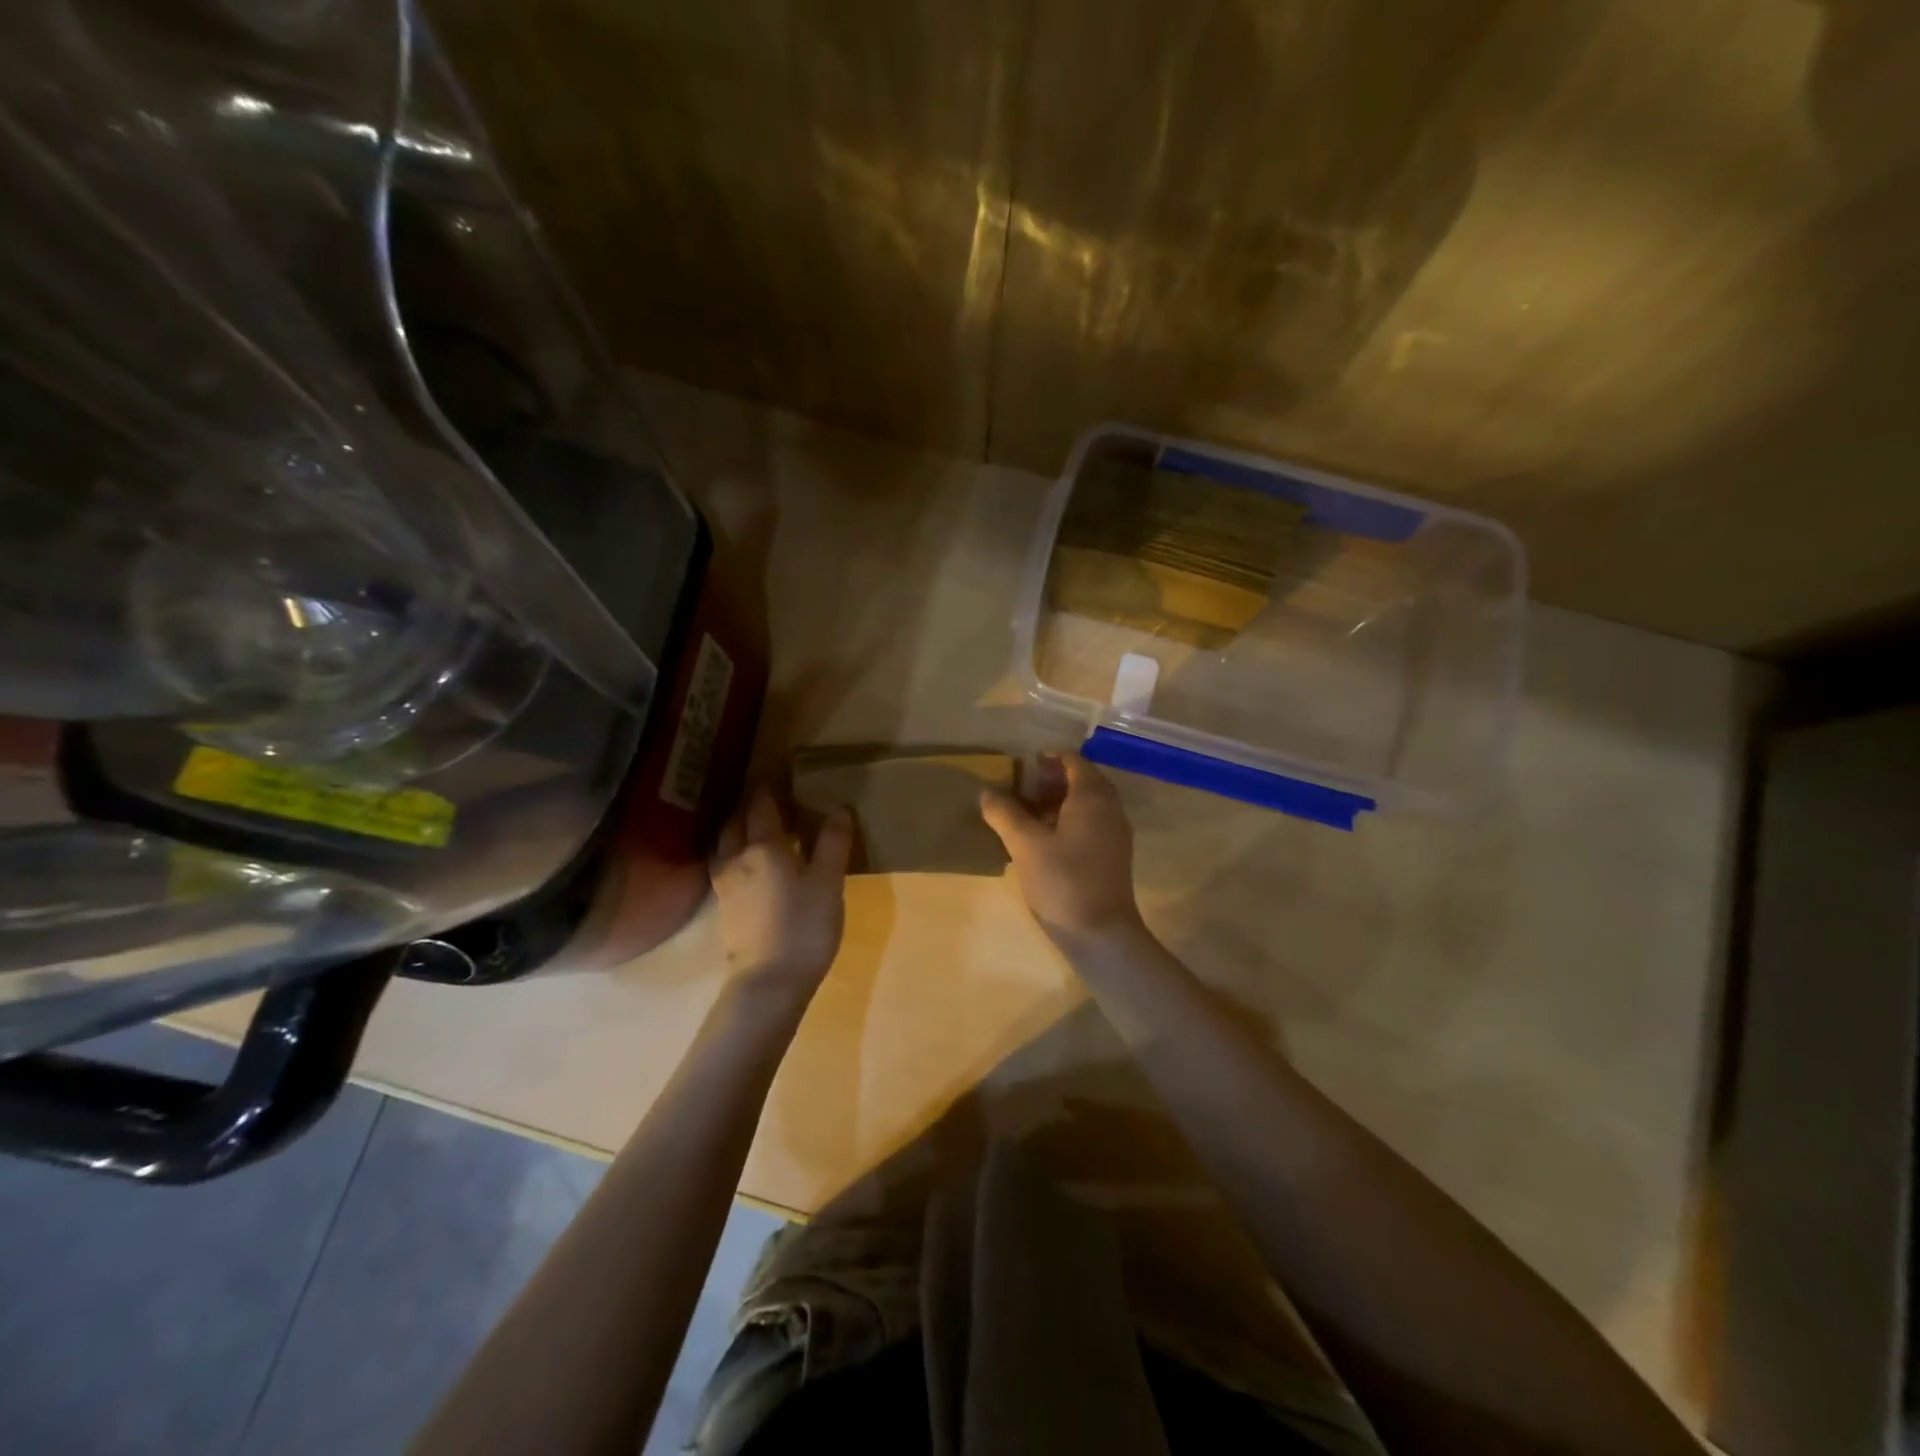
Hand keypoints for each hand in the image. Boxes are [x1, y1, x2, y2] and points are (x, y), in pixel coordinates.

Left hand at [710, 789, 853, 994]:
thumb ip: (833, 843)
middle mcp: (737, 858)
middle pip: (736, 821)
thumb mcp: (829, 882)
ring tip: (758, 828)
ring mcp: (725, 884)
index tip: (777, 773)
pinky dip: (735, 853)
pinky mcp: (724, 907)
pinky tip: (750, 864)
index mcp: (763, 846)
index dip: (768, 787)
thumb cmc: (804, 927)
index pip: (761, 805)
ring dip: (738, 829)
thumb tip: (839, 809)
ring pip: (726, 844)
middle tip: (770, 800)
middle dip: (750, 806)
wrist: (769, 983)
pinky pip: (725, 865)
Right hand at [980, 753, 1145, 949]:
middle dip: (1051, 782)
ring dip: (1058, 803)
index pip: (1073, 761)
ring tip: (1026, 817)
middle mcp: (1110, 809)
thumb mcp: (1025, 844)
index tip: (1022, 768)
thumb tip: (985, 792)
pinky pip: (1090, 825)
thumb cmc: (1063, 881)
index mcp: (1092, 796)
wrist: (1101, 934)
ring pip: (1087, 805)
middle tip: (1020, 792)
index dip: (1047, 760)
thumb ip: (1004, 814)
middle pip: (1082, 781)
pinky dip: (1068, 822)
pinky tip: (1043, 842)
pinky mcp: (1113, 856)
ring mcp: (1115, 834)